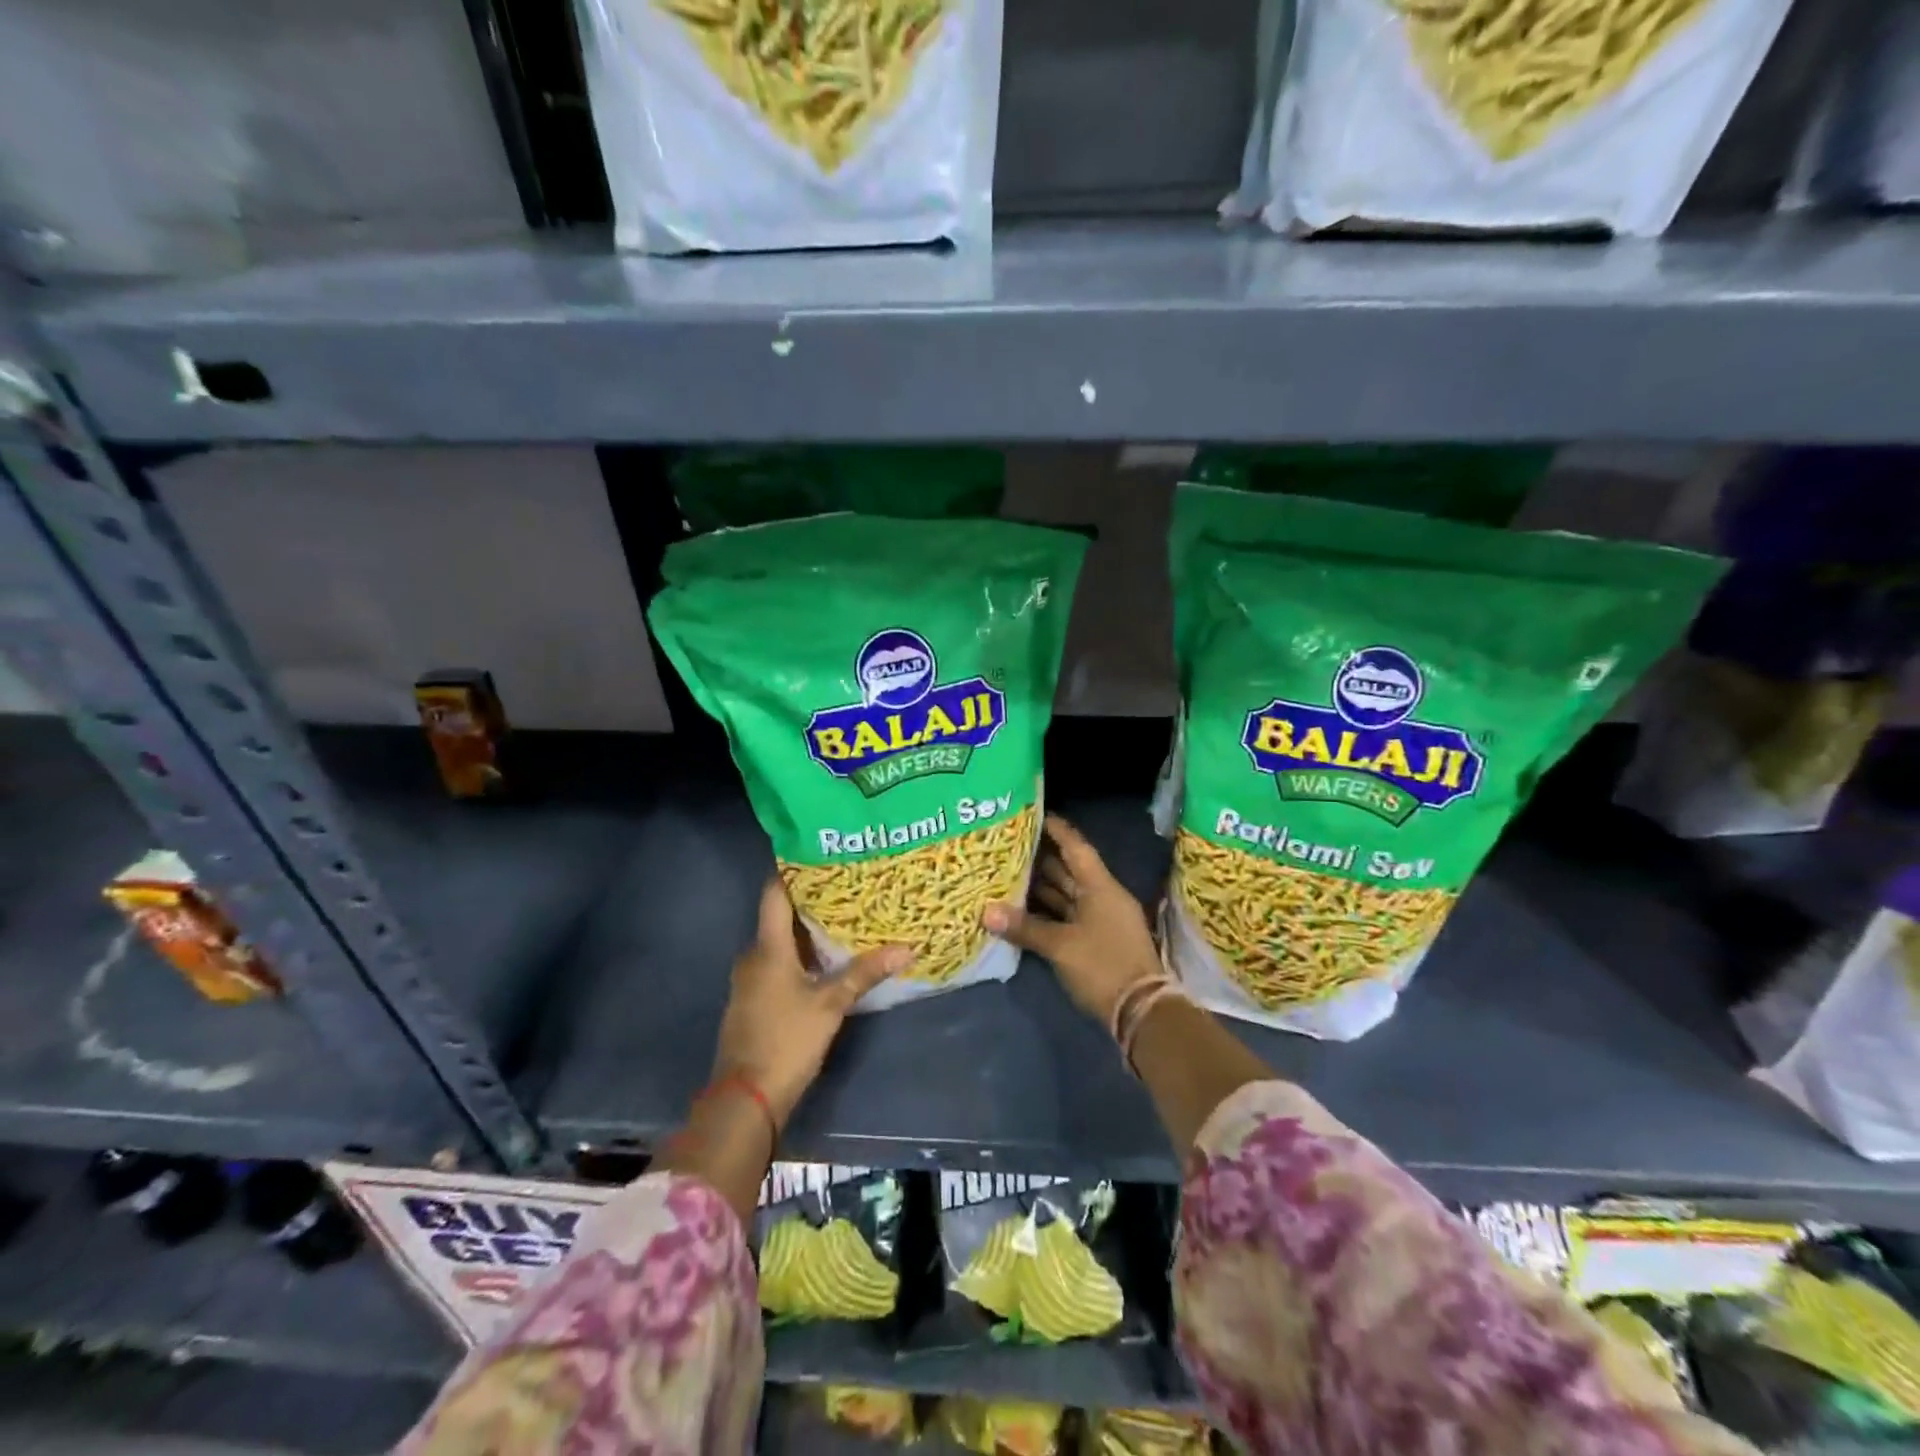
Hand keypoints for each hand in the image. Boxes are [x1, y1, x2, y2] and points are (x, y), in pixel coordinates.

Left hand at [713, 878, 909, 1128]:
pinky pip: (777, 965)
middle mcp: (753, 956)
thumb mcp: (830, 1004)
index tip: (818, 852)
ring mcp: (749, 981)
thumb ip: (864, 973)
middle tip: (846, 885)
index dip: (792, 870)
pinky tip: (825, 960)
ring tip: (843, 917)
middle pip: (779, 917)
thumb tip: (907, 947)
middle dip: (810, 902)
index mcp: (767, 948)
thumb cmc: (786, 1040)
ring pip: (779, 943)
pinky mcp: (753, 1001)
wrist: (745, 1099)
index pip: (774, 894)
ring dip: (806, 932)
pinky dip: (799, 956)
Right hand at [983, 814, 1160, 1026]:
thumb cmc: (1103, 966)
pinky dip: (1047, 911)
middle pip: (1068, 869)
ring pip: (1066, 894)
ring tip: (1008, 871)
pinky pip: (1067, 915)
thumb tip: (986, 912)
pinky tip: (1022, 908)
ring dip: (1041, 886)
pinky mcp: (1096, 941)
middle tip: (1009, 843)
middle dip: (1040, 857)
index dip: (1056, 829)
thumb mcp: (1060, 946)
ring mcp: (1101, 920)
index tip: (1033, 812)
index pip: (1075, 847)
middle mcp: (1102, 897)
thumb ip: (1024, 927)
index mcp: (1100, 887)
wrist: (1142, 1012)